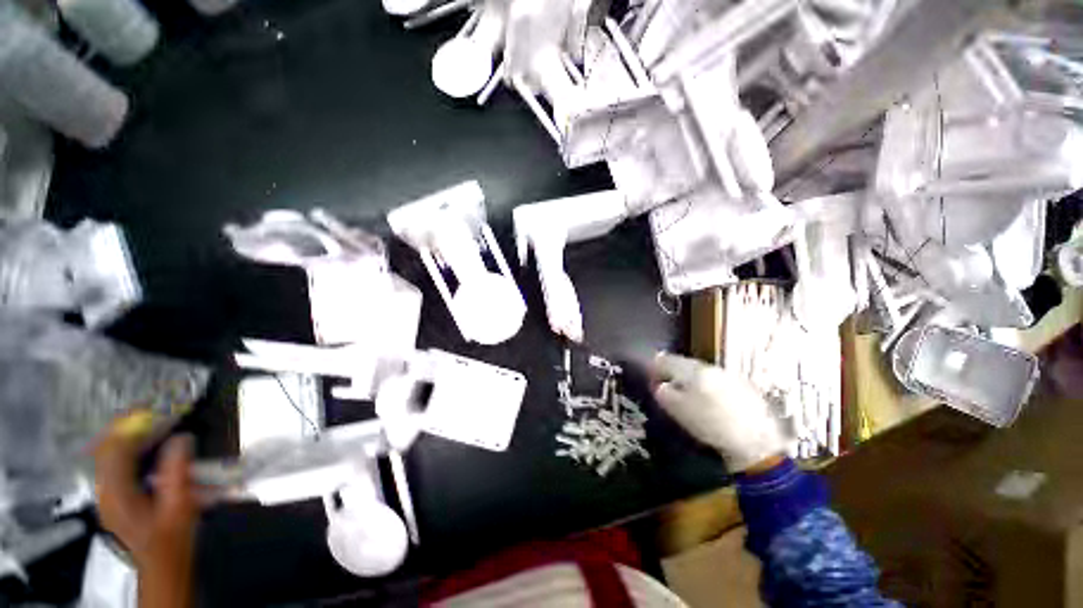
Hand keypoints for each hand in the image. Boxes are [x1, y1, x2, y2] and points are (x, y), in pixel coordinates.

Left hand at [93, 412, 199, 581]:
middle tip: (150, 410)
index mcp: (118, 494)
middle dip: (126, 427)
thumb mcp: (180, 505)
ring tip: (147, 421)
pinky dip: (125, 448)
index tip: (155, 409)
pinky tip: (141, 445)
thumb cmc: (172, 537)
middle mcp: (104, 491)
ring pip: (107, 455)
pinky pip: (112, 464)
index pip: (116, 450)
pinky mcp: (111, 495)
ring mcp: (105, 494)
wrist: (162, 563)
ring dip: (125, 436)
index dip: (133, 427)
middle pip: (106, 449)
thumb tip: (181, 438)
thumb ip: (178, 471)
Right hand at [650, 353, 785, 471]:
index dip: (655, 368)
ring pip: (701, 372)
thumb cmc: (710, 425)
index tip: (651, 380)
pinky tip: (709, 403)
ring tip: (687, 396)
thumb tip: (659, 384)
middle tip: (667, 387)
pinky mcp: (743, 387)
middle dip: (673, 372)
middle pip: (684, 364)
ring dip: (690, 380)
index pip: (666, 360)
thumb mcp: (678, 410)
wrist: (756, 442)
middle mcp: (710, 367)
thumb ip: (663, 392)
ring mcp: (728, 375)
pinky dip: (707, 387)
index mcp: (692, 370)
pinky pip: (716, 381)